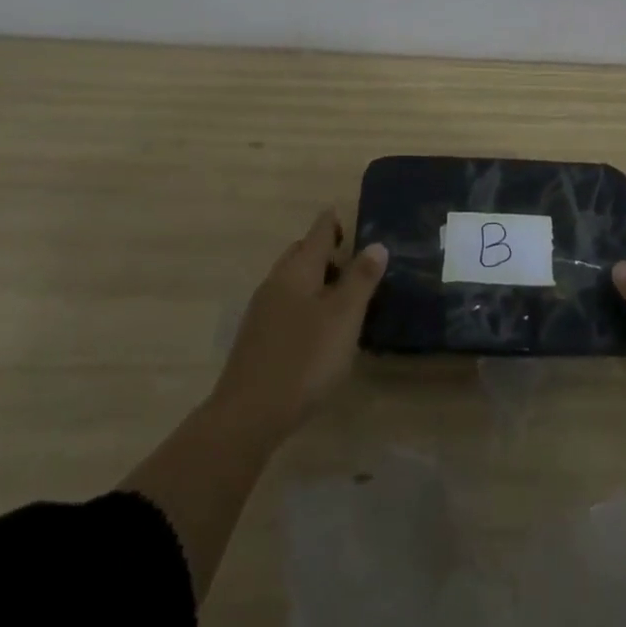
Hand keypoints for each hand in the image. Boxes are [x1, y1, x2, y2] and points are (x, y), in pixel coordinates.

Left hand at [209, 209, 386, 438]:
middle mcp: (276, 283)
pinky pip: (285, 305)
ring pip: (291, 281)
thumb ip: (361, 279)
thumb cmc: (305, 358)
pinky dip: (304, 302)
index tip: (340, 211)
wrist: (248, 415)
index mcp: (298, 271)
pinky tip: (317, 327)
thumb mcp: (344, 317)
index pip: (317, 234)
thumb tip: (377, 244)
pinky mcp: (257, 339)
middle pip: (300, 254)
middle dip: (322, 250)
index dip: (331, 222)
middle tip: (349, 256)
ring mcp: (262, 312)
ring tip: (340, 293)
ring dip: (314, 278)